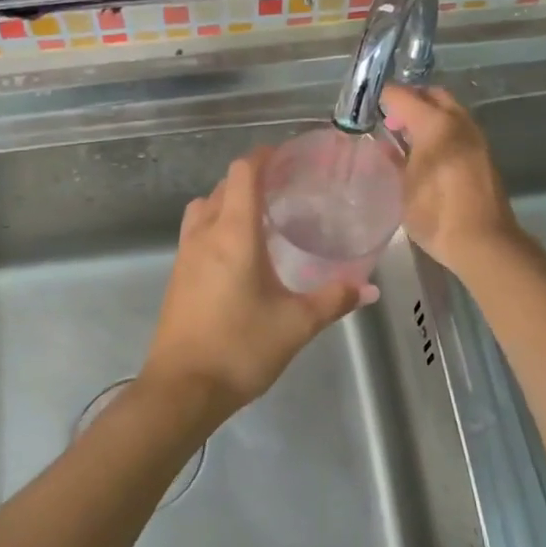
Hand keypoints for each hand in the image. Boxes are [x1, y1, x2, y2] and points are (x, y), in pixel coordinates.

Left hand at [141, 149, 368, 427]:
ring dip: (229, 200)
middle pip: (222, 185)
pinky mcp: (177, 276)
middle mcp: (205, 234)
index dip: (264, 156)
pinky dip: (217, 224)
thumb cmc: (240, 348)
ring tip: (262, 216)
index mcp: (234, 234)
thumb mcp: (296, 324)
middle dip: (251, 178)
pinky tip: (241, 253)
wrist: (181, 390)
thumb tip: (368, 288)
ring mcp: (185, 255)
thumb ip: (333, 300)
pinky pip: (196, 232)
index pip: (242, 172)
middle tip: (286, 187)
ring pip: (204, 207)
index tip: (288, 156)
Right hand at [380, 85, 522, 278]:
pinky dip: (441, 131)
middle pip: (433, 96)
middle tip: (390, 119)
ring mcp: (475, 138)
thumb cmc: (436, 214)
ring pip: (449, 111)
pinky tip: (427, 153)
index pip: (404, 96)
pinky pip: (458, 130)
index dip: (384, 97)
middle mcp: (459, 123)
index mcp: (436, 125)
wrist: (484, 242)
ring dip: (428, 115)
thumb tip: (386, 143)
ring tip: (406, 137)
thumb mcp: (404, 188)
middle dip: (411, 100)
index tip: (369, 105)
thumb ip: (395, 159)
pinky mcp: (484, 155)